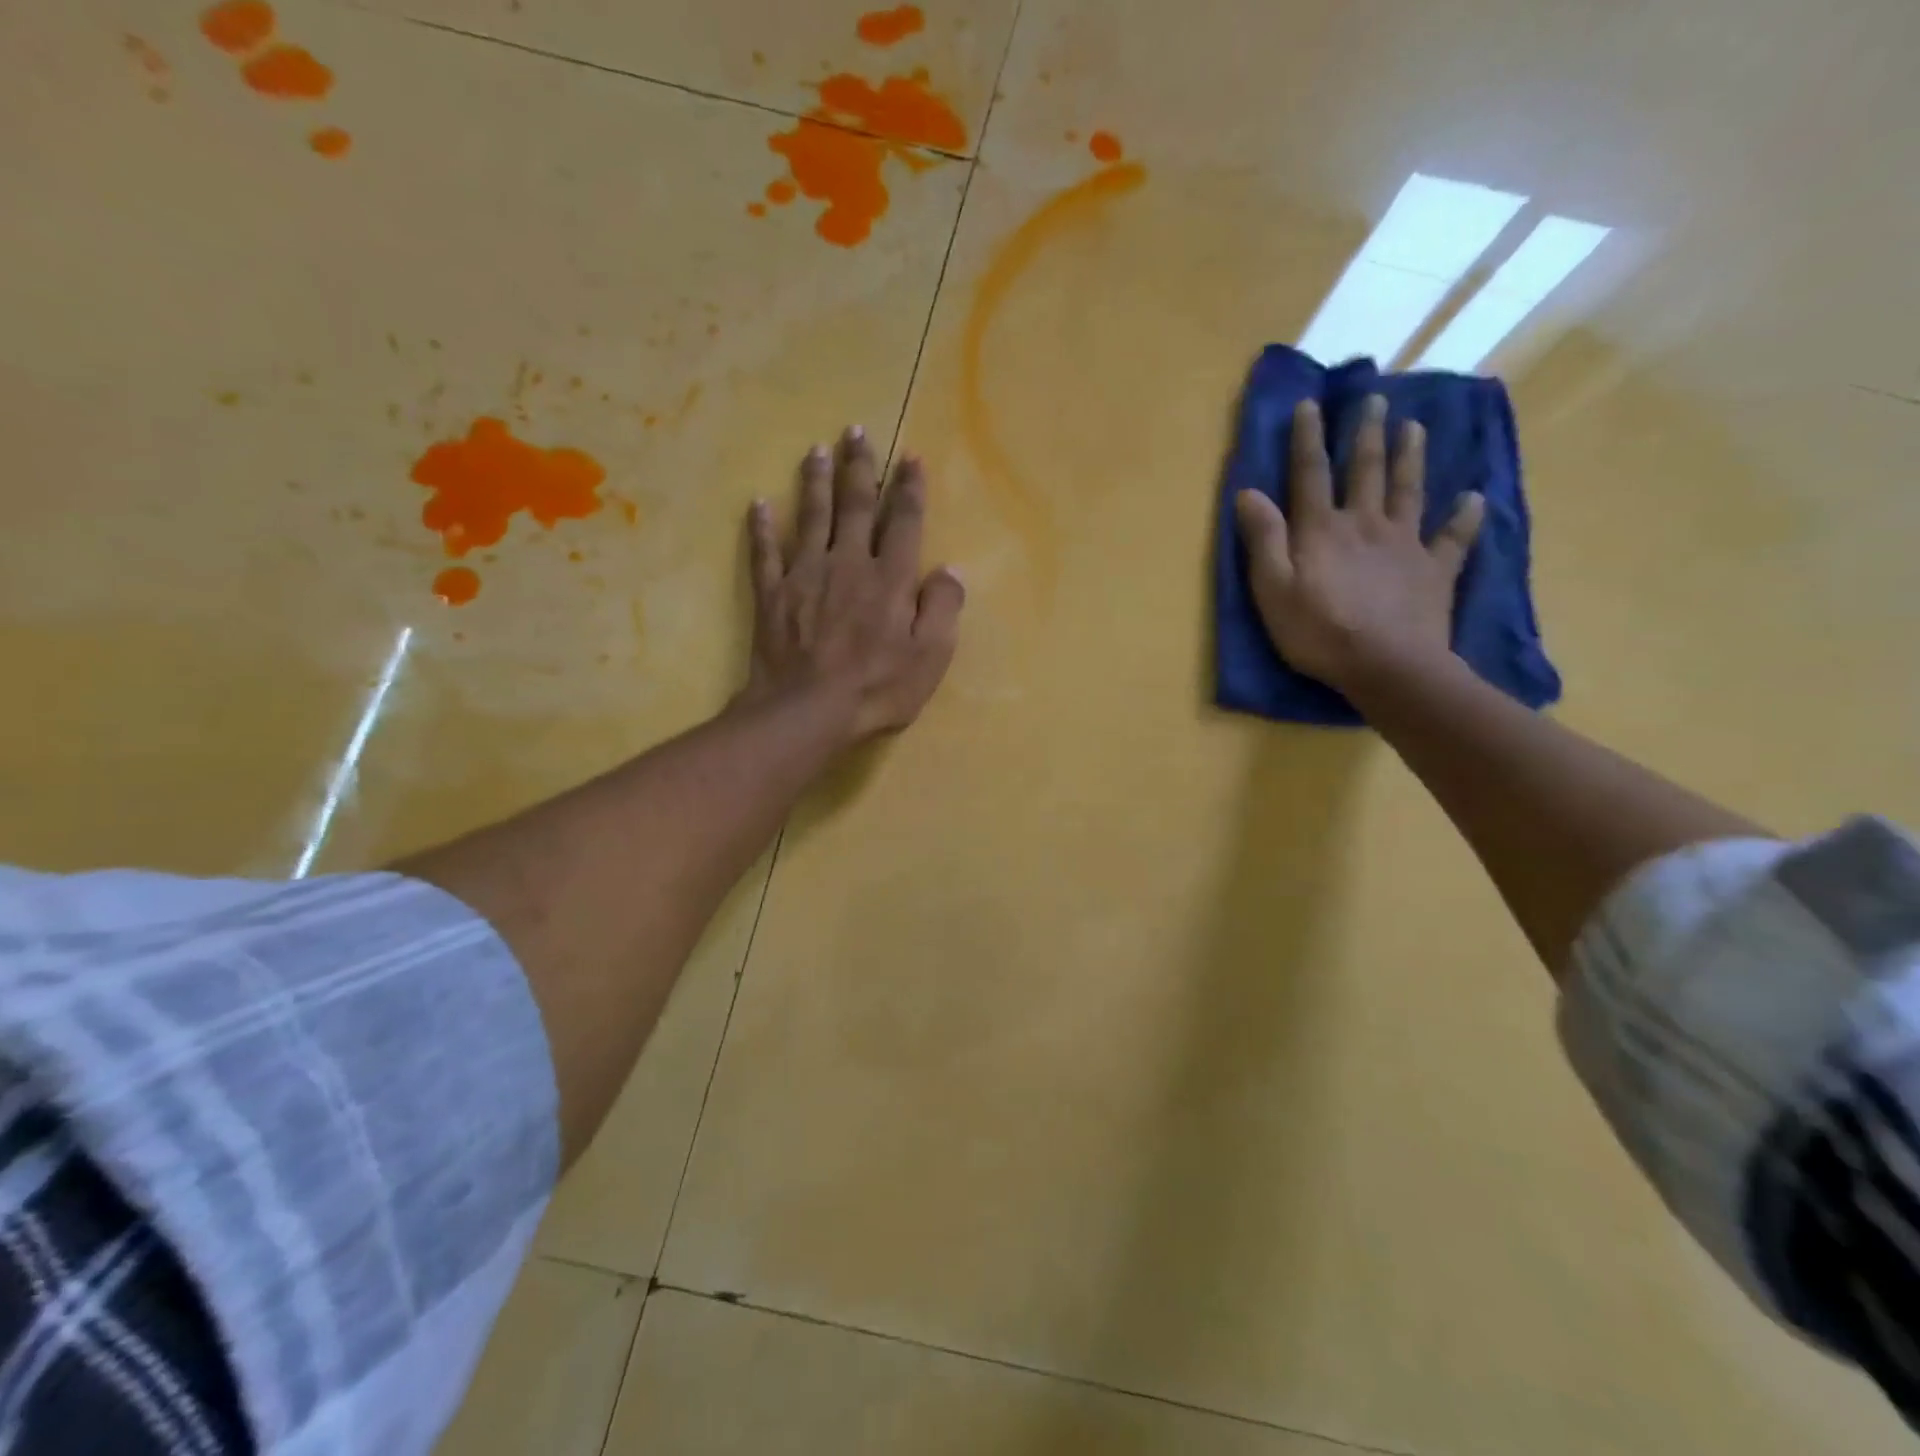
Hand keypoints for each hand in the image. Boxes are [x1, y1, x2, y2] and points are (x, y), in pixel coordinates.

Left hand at [743, 425, 964, 740]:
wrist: (807, 710)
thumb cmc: (877, 688)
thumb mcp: (930, 657)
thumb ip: (942, 609)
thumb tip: (950, 570)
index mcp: (889, 578)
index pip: (903, 522)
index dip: (908, 488)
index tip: (909, 457)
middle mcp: (848, 563)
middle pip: (854, 505)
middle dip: (858, 467)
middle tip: (856, 432)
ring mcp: (805, 575)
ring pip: (811, 516)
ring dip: (814, 481)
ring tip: (816, 449)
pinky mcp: (772, 594)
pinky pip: (765, 552)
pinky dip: (761, 527)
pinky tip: (758, 503)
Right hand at [1235, 395, 1483, 692]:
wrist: (1387, 666)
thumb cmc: (1318, 632)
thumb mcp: (1273, 590)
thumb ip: (1262, 540)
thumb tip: (1249, 493)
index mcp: (1322, 529)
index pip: (1310, 474)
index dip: (1307, 438)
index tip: (1310, 404)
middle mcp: (1365, 524)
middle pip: (1366, 471)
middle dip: (1367, 435)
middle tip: (1375, 401)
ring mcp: (1405, 544)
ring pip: (1409, 491)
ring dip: (1411, 457)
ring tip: (1416, 427)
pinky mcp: (1434, 570)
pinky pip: (1453, 538)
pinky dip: (1465, 517)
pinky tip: (1473, 498)